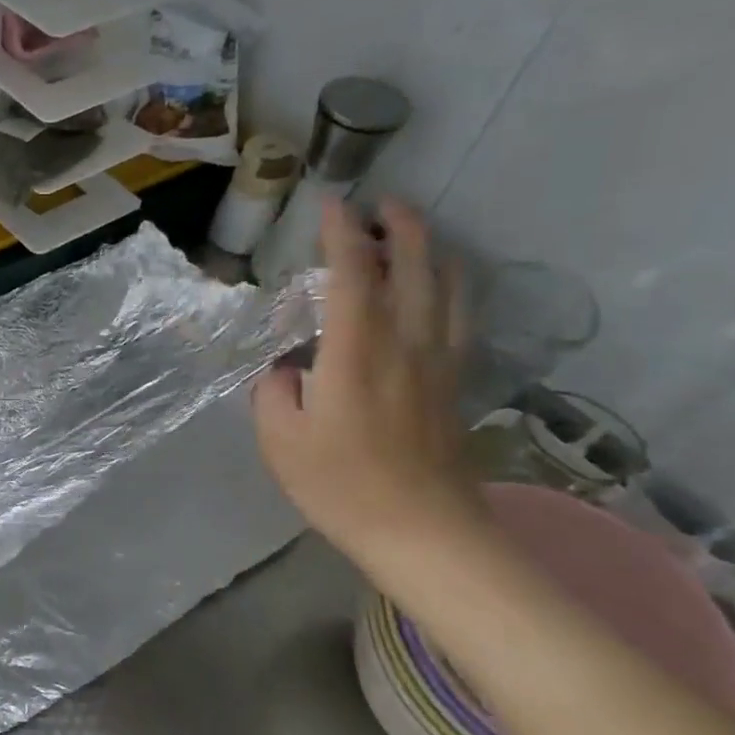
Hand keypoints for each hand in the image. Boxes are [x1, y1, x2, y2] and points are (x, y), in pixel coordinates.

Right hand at [251, 198, 484, 565]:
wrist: (423, 532)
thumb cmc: (341, 486)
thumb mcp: (280, 440)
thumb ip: (274, 392)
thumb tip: (285, 369)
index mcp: (356, 352)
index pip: (353, 275)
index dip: (341, 234)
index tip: (330, 204)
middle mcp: (405, 344)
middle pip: (413, 268)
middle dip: (399, 227)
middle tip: (382, 203)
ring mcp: (439, 362)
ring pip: (447, 287)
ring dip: (431, 250)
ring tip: (414, 233)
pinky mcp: (455, 383)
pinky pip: (461, 317)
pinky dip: (452, 288)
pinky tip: (443, 287)